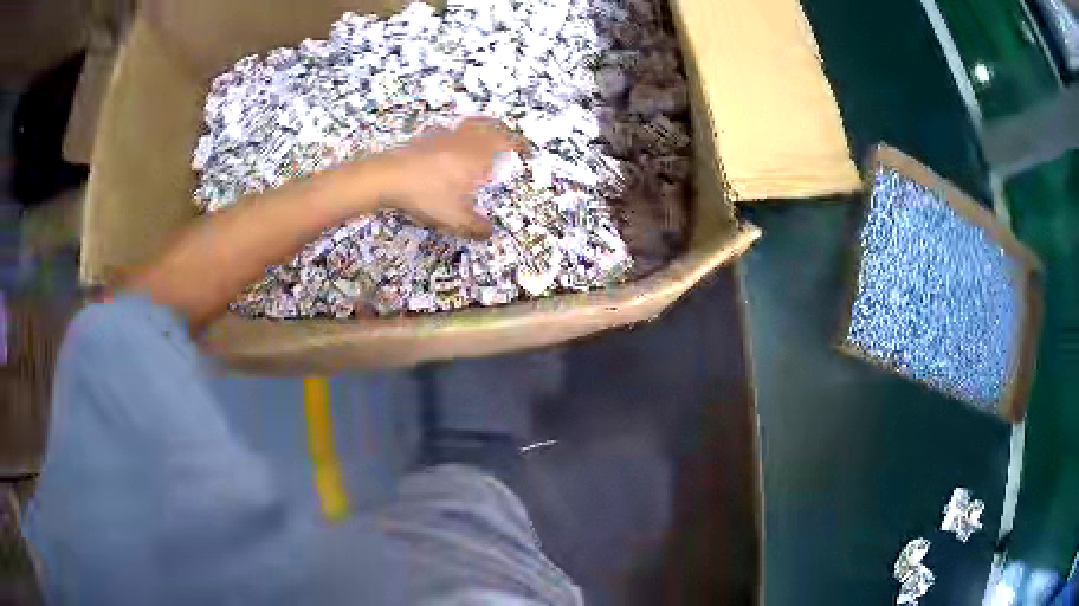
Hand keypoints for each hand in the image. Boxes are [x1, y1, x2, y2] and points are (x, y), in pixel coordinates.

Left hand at [372, 117, 523, 238]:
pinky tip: (445, 148)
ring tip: (477, 139)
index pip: (504, 142)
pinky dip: (451, 137)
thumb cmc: (426, 194)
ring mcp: (439, 137)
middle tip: (505, 134)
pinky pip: (443, 133)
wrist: (386, 177)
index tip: (525, 147)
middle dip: (499, 128)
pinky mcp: (421, 140)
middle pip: (486, 125)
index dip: (517, 143)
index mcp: (476, 155)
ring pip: (464, 126)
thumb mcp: (455, 218)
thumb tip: (490, 233)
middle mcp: (461, 141)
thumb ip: (476, 226)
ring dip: (475, 129)